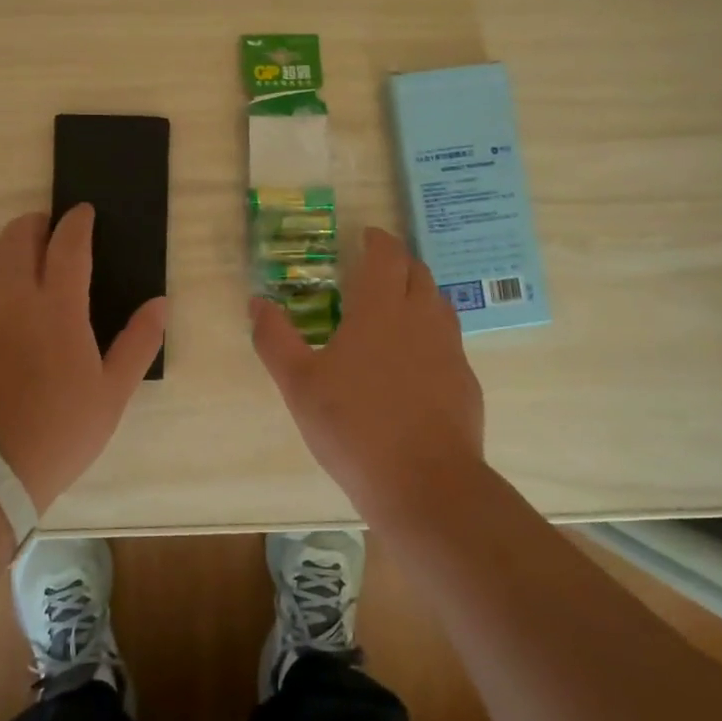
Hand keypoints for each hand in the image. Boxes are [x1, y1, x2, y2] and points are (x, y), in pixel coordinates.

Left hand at [0, 205, 166, 512]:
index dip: (78, 221)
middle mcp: (12, 297)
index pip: (69, 243)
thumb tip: (160, 302)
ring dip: (3, 247)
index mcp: (58, 307)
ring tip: (17, 262)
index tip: (83, 212)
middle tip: (50, 233)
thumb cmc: (59, 431)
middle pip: (19, 235)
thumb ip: (138, 342)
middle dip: (37, 223)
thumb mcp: (113, 393)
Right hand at [251, 226, 485, 520]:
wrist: (424, 484)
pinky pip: (448, 342)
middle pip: (418, 272)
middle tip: (374, 271)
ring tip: (394, 310)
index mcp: (381, 309)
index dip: (377, 240)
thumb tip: (256, 302)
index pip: (387, 255)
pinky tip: (413, 364)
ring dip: (418, 294)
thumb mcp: (298, 383)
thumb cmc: (353, 426)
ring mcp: (449, 350)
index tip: (366, 236)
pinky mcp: (465, 382)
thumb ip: (275, 338)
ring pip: (438, 304)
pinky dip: (430, 335)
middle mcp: (421, 318)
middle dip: (398, 262)